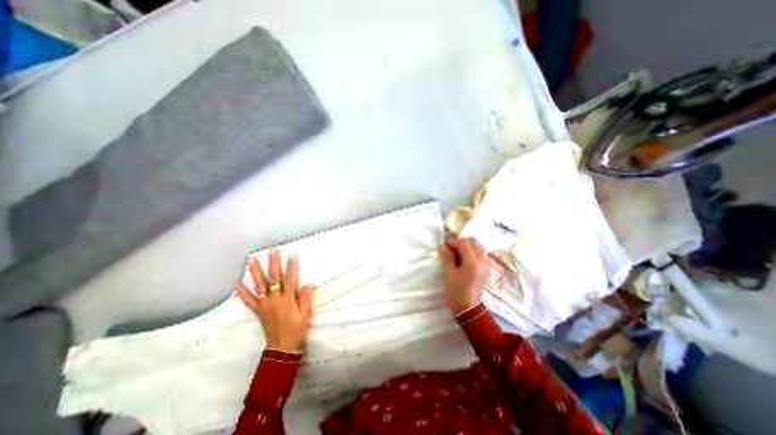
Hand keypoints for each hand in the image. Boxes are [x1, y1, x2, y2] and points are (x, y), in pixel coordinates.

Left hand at [235, 251, 313, 351]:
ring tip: (252, 260)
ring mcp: (265, 304)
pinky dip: (242, 292)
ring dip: (256, 272)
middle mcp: (275, 299)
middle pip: (274, 278)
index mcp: (288, 299)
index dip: (291, 267)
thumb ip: (306, 299)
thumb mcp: (305, 314)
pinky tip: (236, 284)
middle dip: (273, 264)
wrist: (281, 346)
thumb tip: (308, 284)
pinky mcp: (259, 310)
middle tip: (272, 251)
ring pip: (260, 285)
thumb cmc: (296, 329)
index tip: (291, 255)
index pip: (290, 279)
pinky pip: (249, 300)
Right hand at [439, 237, 486, 313]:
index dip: (453, 241)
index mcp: (473, 263)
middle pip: (473, 242)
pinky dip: (472, 251)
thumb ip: (446, 257)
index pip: (464, 243)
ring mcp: (487, 265)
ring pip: (478, 246)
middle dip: (461, 242)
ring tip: (456, 252)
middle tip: (450, 247)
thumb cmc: (456, 292)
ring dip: (467, 246)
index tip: (444, 244)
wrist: (468, 309)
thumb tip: (442, 245)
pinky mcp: (487, 268)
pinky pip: (480, 253)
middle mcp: (483, 261)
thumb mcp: (448, 274)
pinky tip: (463, 258)